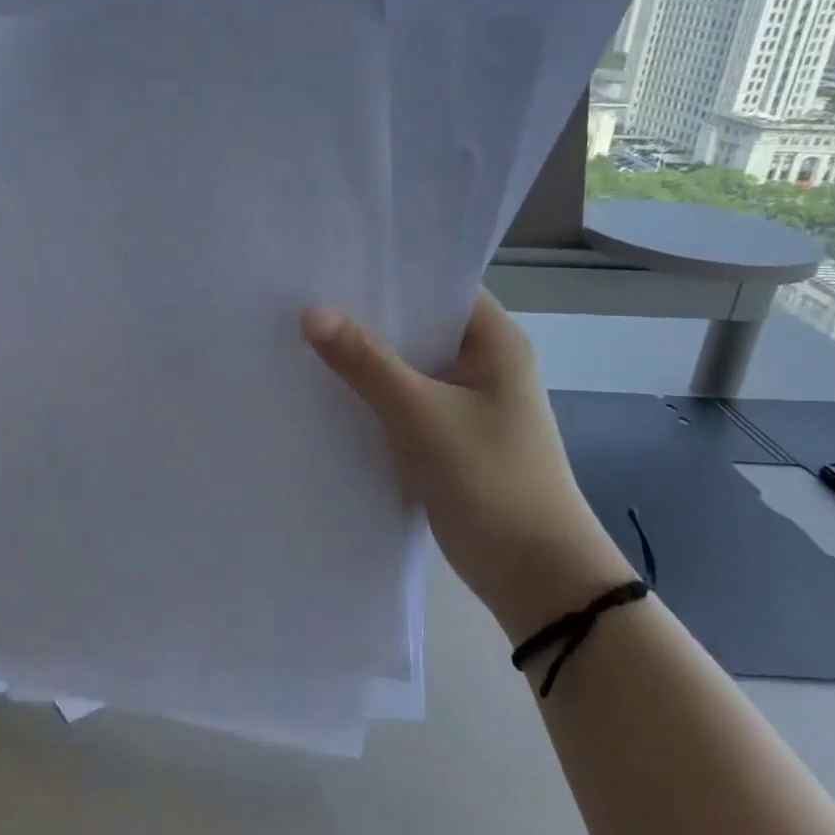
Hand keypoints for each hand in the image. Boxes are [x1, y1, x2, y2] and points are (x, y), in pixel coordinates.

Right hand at [302, 289, 631, 640]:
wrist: (533, 575)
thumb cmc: (490, 480)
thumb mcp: (421, 414)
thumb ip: (365, 362)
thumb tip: (311, 312)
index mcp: (493, 341)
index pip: (437, 284)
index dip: (388, 270)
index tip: (331, 259)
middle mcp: (480, 362)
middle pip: (415, 324)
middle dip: (363, 315)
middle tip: (301, 295)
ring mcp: (463, 401)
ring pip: (403, 365)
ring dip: (362, 357)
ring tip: (300, 334)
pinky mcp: (445, 436)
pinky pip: (399, 400)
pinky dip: (368, 394)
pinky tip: (322, 388)